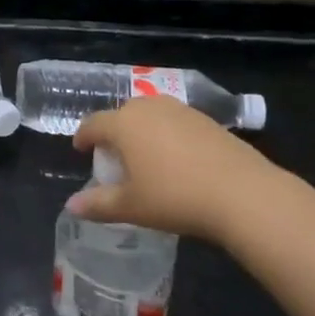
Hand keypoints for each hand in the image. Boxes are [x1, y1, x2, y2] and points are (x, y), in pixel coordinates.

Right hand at [72, 97, 282, 241]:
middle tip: (115, 157)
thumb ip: (98, 204)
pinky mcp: (208, 120)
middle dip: (114, 132)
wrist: (243, 194)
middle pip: (122, 114)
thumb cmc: (175, 198)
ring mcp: (181, 111)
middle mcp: (149, 108)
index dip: (83, 137)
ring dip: (142, 131)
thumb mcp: (132, 207)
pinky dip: (168, 135)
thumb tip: (71, 206)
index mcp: (124, 124)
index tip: (81, 149)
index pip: (93, 123)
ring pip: (151, 115)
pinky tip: (178, 160)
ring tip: (146, 157)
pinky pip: (176, 122)